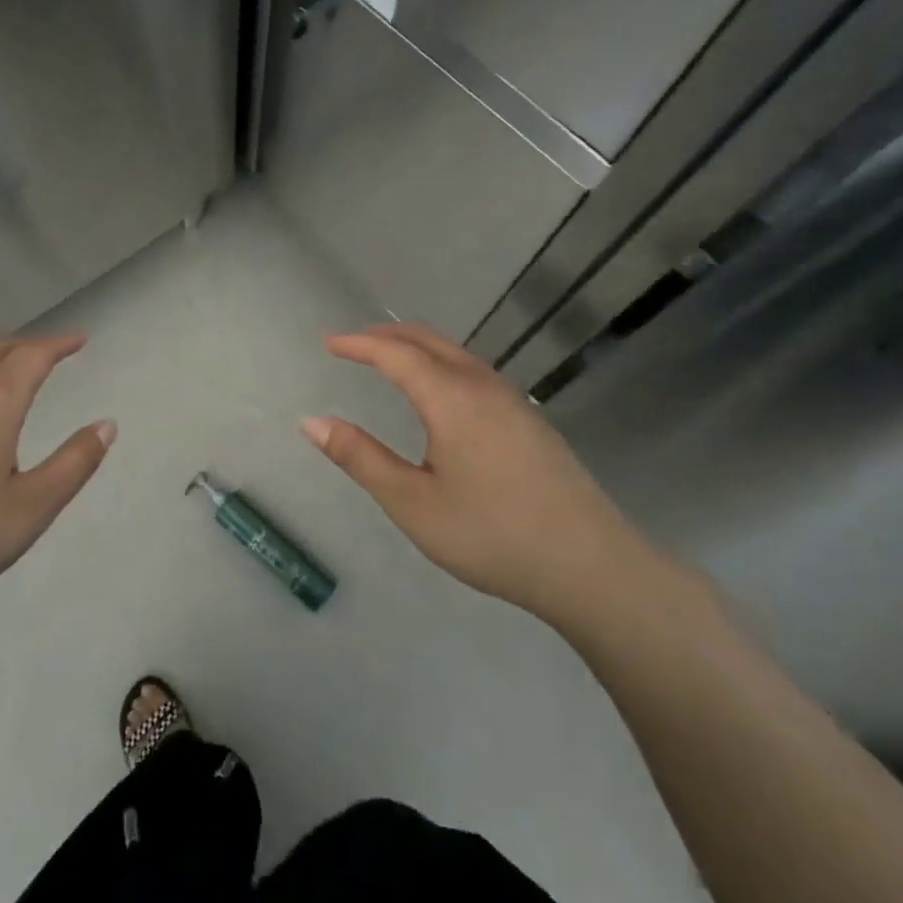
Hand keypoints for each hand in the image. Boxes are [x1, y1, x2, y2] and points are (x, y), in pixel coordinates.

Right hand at [303, 323, 662, 628]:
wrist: (592, 567)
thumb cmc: (491, 534)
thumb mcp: (412, 503)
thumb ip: (360, 458)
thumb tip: (311, 422)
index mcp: (451, 398)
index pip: (396, 354)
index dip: (359, 345)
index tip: (328, 343)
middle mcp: (483, 387)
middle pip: (429, 342)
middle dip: (387, 336)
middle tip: (354, 343)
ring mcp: (513, 402)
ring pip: (457, 355)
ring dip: (418, 348)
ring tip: (390, 360)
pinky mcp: (531, 422)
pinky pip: (476, 372)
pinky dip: (443, 364)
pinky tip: (442, 394)